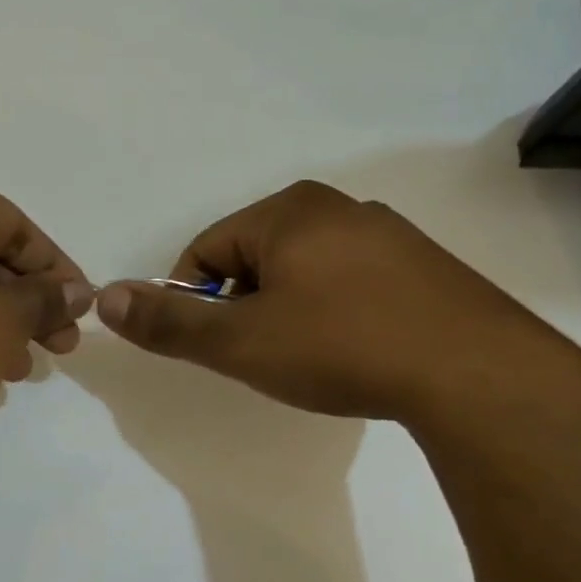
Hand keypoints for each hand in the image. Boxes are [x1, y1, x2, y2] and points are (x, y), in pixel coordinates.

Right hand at [95, 180, 580, 423]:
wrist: (476, 375)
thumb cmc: (341, 347)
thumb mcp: (241, 342)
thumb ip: (170, 321)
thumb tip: (104, 297)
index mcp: (289, 211)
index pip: (206, 249)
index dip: (195, 300)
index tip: (213, 346)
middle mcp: (338, 207)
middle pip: (254, 258)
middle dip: (244, 307)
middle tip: (261, 356)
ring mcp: (388, 235)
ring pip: (303, 272)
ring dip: (287, 312)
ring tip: (308, 359)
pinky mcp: (423, 267)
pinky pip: (350, 282)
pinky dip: (333, 314)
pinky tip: (353, 352)